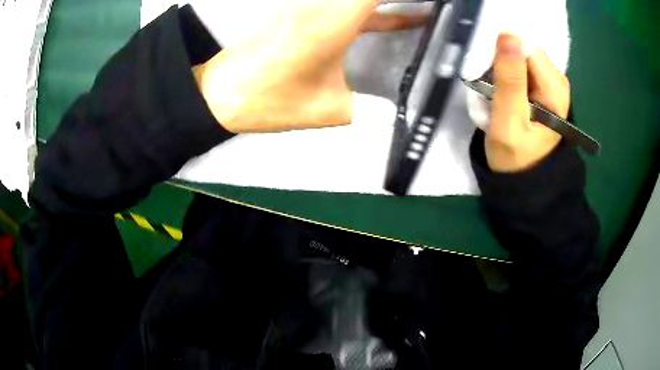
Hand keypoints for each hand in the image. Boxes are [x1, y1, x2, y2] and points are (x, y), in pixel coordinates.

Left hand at [193, 0, 426, 132]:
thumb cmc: (271, 100)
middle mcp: (324, 3)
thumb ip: (370, 109)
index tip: (436, 6)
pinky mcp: (307, 12)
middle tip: (435, 13)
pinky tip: (403, 19)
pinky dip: (379, 9)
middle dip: (402, 2)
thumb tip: (397, 114)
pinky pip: (352, 4)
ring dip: (391, 5)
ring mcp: (314, 5)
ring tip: (426, 16)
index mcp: (334, 20)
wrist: (221, 92)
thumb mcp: (329, 109)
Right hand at [485, 34, 570, 171]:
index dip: (503, 55)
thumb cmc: (516, 157)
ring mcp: (549, 85)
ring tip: (494, 97)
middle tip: (490, 91)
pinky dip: (505, 78)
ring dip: (501, 72)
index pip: (525, 48)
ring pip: (518, 59)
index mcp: (554, 87)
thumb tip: (508, 34)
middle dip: (501, 64)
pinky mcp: (541, 89)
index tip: (488, 74)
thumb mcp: (509, 120)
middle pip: (522, 52)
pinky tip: (501, 96)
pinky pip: (519, 70)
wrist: (524, 181)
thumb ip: (509, 79)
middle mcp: (555, 81)